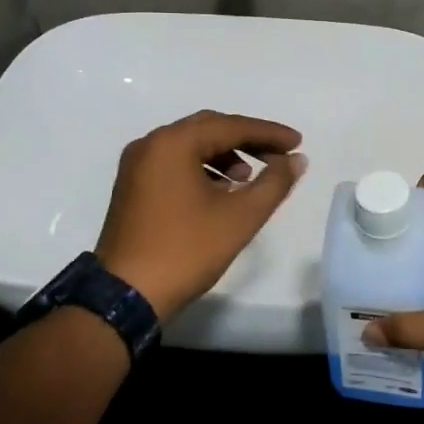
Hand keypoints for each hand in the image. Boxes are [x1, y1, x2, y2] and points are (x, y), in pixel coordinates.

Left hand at [95, 110, 306, 321]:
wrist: (126, 296)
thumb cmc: (186, 250)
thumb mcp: (240, 217)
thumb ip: (274, 183)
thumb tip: (297, 160)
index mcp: (173, 143)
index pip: (231, 127)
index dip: (268, 133)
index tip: (297, 142)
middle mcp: (151, 144)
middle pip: (209, 129)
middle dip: (247, 140)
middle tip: (279, 155)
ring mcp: (137, 165)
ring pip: (191, 146)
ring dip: (225, 155)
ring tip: (249, 179)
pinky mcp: (132, 186)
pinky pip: (174, 163)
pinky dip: (202, 168)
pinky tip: (221, 191)